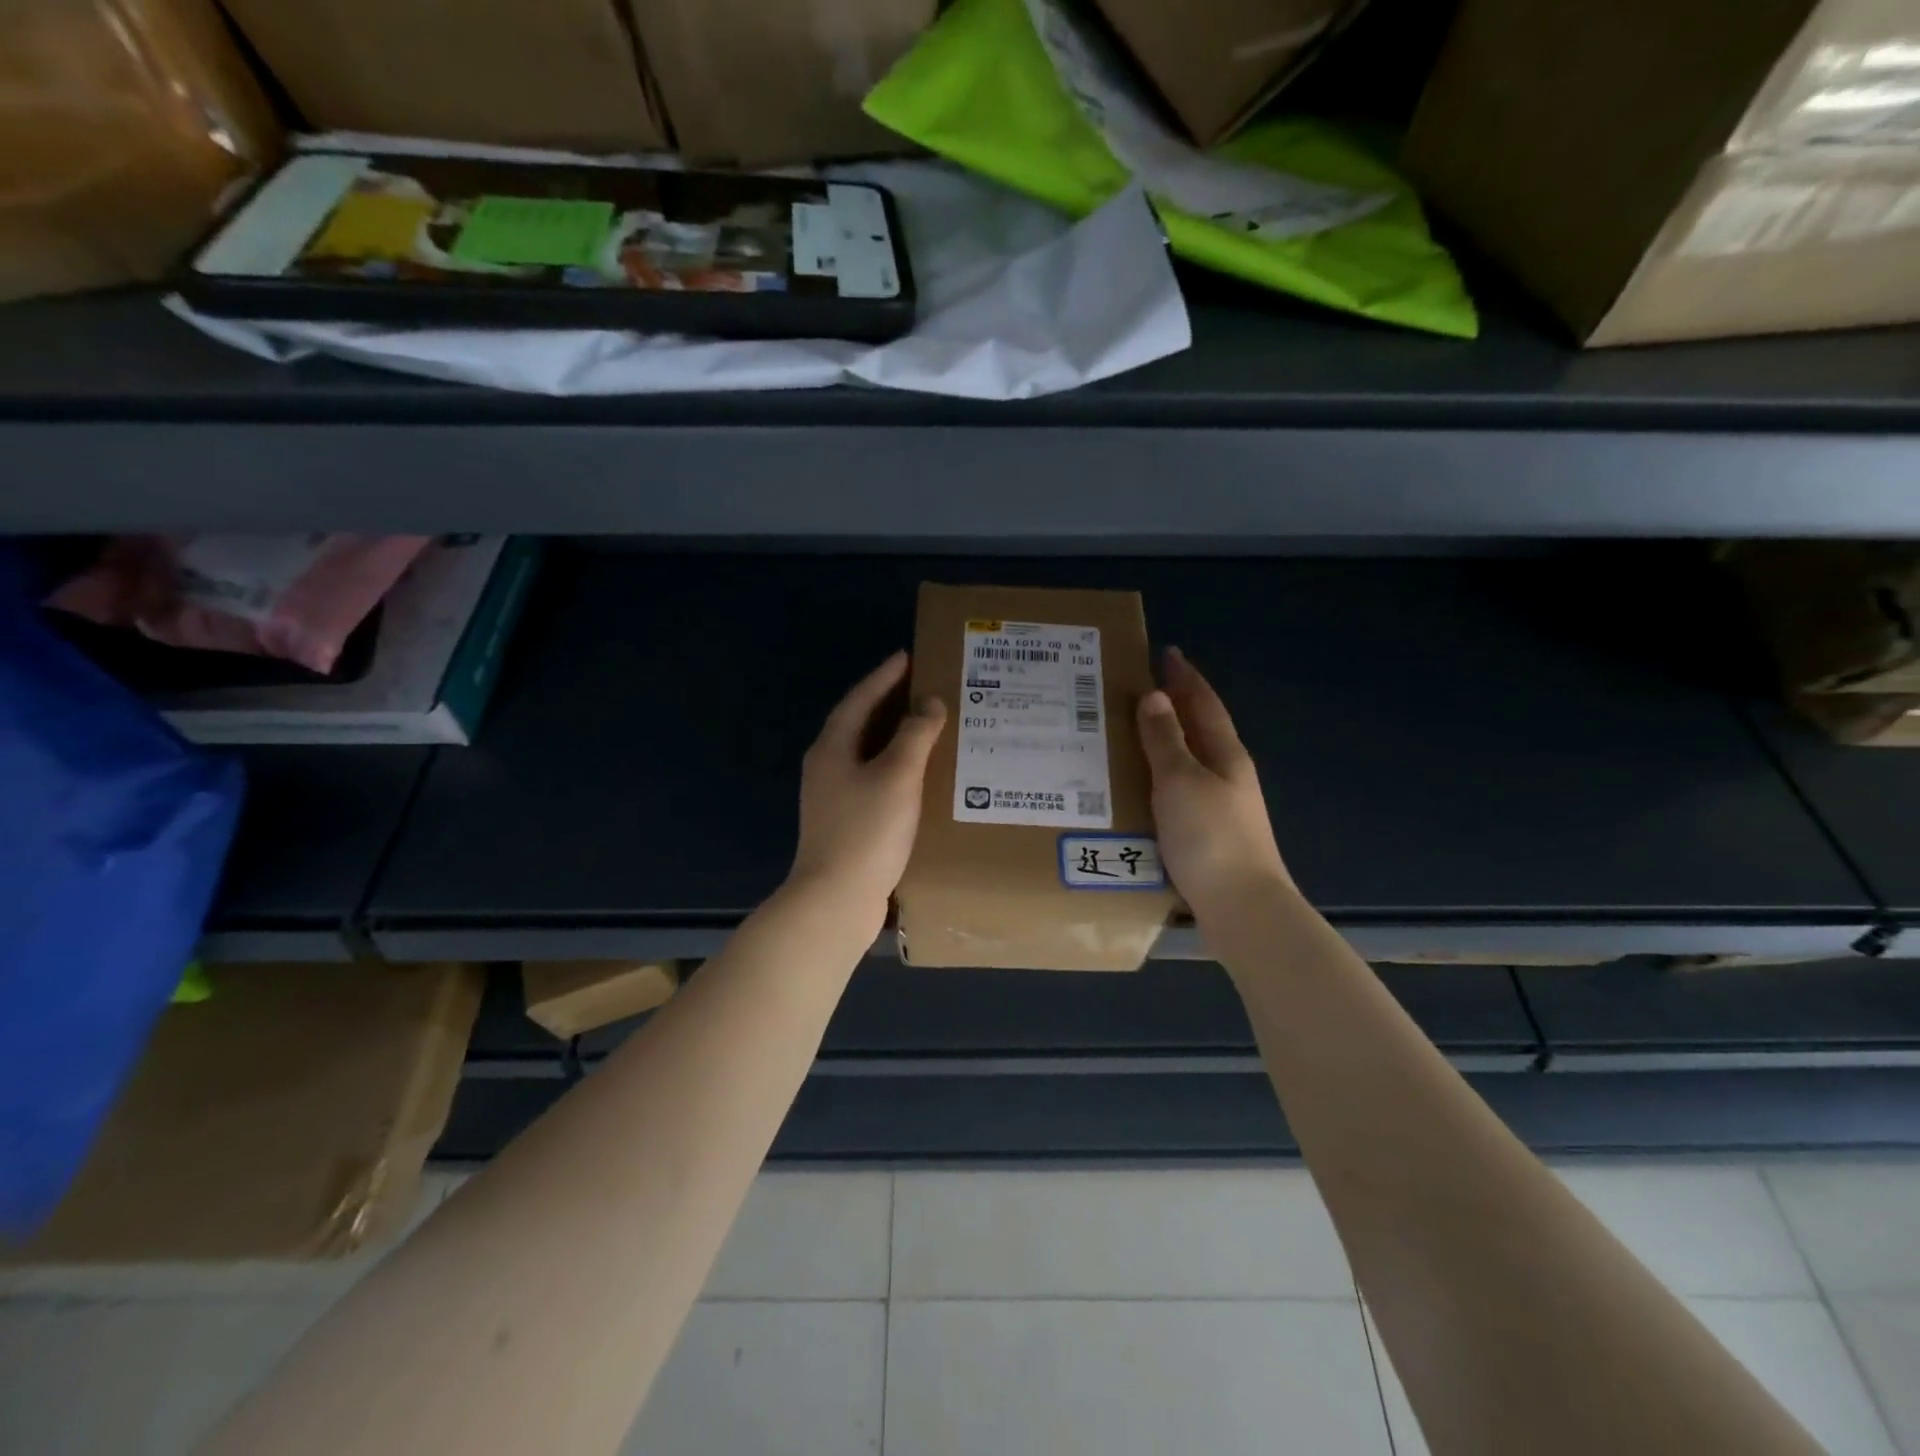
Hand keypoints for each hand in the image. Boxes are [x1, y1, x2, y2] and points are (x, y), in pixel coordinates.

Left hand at [788, 651, 946, 921]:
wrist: (835, 900)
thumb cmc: (867, 831)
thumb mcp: (897, 776)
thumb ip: (915, 735)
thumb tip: (929, 703)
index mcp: (833, 747)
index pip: (860, 699)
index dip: (885, 676)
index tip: (908, 656)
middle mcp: (827, 766)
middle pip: (861, 724)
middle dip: (891, 704)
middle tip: (926, 688)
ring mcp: (833, 797)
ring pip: (868, 754)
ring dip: (896, 738)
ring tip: (930, 727)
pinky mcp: (845, 822)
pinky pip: (874, 780)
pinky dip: (897, 769)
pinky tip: (920, 778)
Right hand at [1136, 647, 1290, 916]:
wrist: (1241, 907)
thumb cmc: (1209, 836)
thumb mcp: (1181, 781)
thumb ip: (1166, 740)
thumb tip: (1156, 696)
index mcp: (1225, 754)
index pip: (1204, 703)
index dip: (1185, 677)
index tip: (1166, 653)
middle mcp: (1228, 775)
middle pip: (1200, 729)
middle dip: (1176, 705)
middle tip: (1142, 687)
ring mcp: (1222, 806)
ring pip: (1191, 760)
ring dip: (1166, 741)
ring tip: (1133, 732)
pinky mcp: (1209, 833)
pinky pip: (1181, 789)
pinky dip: (1162, 775)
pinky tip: (1143, 786)